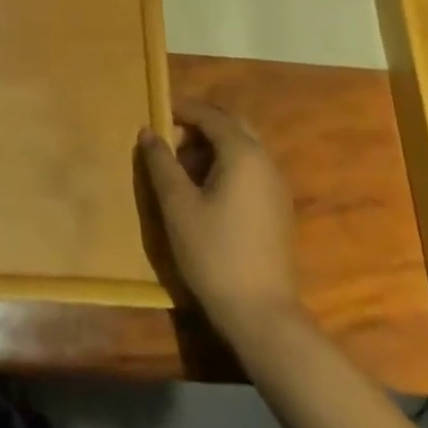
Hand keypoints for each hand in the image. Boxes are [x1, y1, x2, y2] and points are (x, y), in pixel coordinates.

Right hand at [138, 102, 300, 342]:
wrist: (263, 317)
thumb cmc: (214, 253)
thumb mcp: (177, 204)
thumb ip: (161, 162)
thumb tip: (149, 132)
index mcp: (242, 153)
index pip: (209, 115)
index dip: (181, 111)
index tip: (155, 118)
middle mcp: (265, 162)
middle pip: (231, 126)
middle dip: (199, 126)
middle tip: (169, 142)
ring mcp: (276, 187)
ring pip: (242, 148)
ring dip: (212, 147)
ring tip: (182, 169)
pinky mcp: (278, 210)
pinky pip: (250, 170)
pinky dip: (226, 166)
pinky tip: (205, 193)